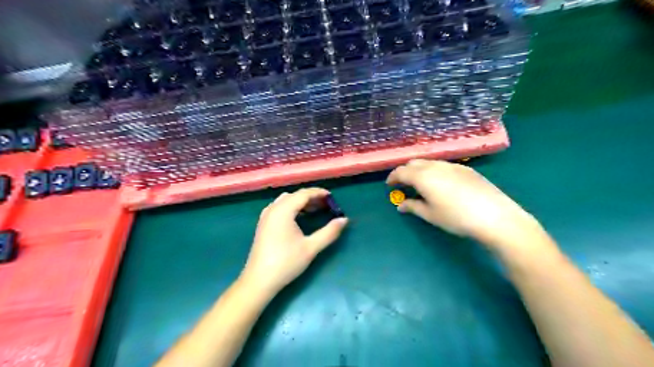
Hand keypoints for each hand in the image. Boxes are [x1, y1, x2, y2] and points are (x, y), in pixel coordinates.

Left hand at [240, 187, 346, 295]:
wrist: (259, 280)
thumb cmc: (286, 262)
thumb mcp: (311, 247)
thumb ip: (329, 232)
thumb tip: (344, 220)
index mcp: (283, 210)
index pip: (303, 194)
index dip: (318, 193)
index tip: (332, 197)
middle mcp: (273, 209)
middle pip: (294, 196)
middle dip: (311, 197)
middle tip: (326, 204)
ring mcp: (265, 216)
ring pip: (285, 201)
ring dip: (300, 202)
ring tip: (315, 210)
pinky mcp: (263, 224)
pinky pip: (279, 208)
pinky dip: (291, 207)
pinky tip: (299, 218)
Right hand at [388, 159, 546, 251]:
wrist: (494, 216)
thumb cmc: (456, 218)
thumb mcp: (431, 215)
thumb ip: (413, 207)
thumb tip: (401, 205)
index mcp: (423, 176)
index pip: (401, 171)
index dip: (393, 177)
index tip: (389, 185)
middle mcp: (436, 166)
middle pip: (414, 163)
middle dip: (405, 171)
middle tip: (402, 184)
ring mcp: (453, 165)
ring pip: (429, 162)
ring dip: (420, 170)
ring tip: (420, 183)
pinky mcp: (466, 169)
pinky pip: (443, 165)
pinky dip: (434, 170)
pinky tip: (440, 183)